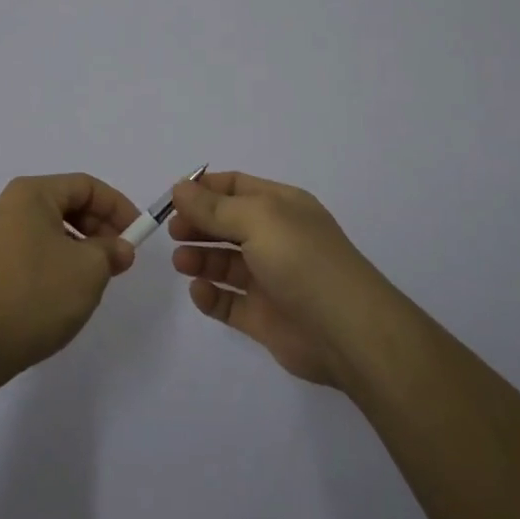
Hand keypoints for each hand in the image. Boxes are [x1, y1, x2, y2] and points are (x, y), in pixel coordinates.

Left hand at [0, 174, 140, 384]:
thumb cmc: (35, 294)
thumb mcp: (88, 270)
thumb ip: (111, 251)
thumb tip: (119, 249)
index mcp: (30, 193)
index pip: (85, 186)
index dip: (117, 206)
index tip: (138, 234)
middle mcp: (6, 205)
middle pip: (64, 204)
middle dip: (98, 228)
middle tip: (120, 258)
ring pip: (47, 229)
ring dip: (78, 247)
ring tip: (96, 278)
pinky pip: (30, 250)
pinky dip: (55, 261)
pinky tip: (64, 291)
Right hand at [169, 171, 394, 388]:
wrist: (347, 331)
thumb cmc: (301, 260)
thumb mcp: (257, 219)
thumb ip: (214, 207)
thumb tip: (179, 188)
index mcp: (281, 206)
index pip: (236, 187)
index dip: (203, 189)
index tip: (172, 197)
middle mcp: (275, 238)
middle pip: (226, 223)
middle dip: (197, 224)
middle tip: (172, 231)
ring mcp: (269, 279)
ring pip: (225, 263)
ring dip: (199, 258)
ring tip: (181, 261)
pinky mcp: (263, 317)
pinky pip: (228, 302)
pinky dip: (210, 296)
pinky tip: (199, 291)